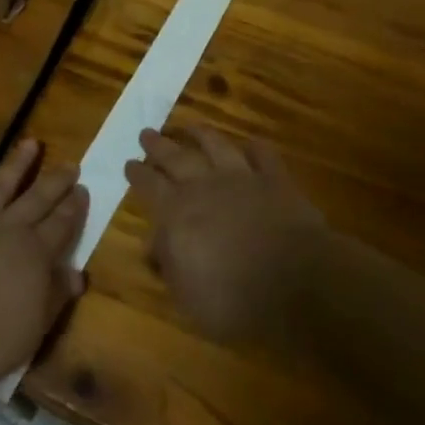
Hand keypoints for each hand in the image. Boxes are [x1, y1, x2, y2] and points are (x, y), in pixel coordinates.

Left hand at [0, 139, 88, 387]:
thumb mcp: (32, 330)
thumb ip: (55, 298)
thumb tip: (78, 274)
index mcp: (35, 256)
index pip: (61, 226)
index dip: (74, 208)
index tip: (83, 189)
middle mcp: (8, 230)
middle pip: (37, 200)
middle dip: (55, 182)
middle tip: (70, 164)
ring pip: (0, 186)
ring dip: (16, 164)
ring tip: (30, 142)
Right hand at [124, 126, 325, 345]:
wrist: (296, 283)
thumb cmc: (233, 299)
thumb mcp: (186, 296)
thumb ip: (168, 264)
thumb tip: (154, 245)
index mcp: (177, 213)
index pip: (149, 185)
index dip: (138, 173)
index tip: (129, 162)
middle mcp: (205, 186)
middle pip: (176, 158)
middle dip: (159, 145)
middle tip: (147, 132)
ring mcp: (242, 178)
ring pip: (217, 146)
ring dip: (201, 134)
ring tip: (190, 125)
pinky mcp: (277, 181)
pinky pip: (263, 156)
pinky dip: (255, 148)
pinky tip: (251, 143)